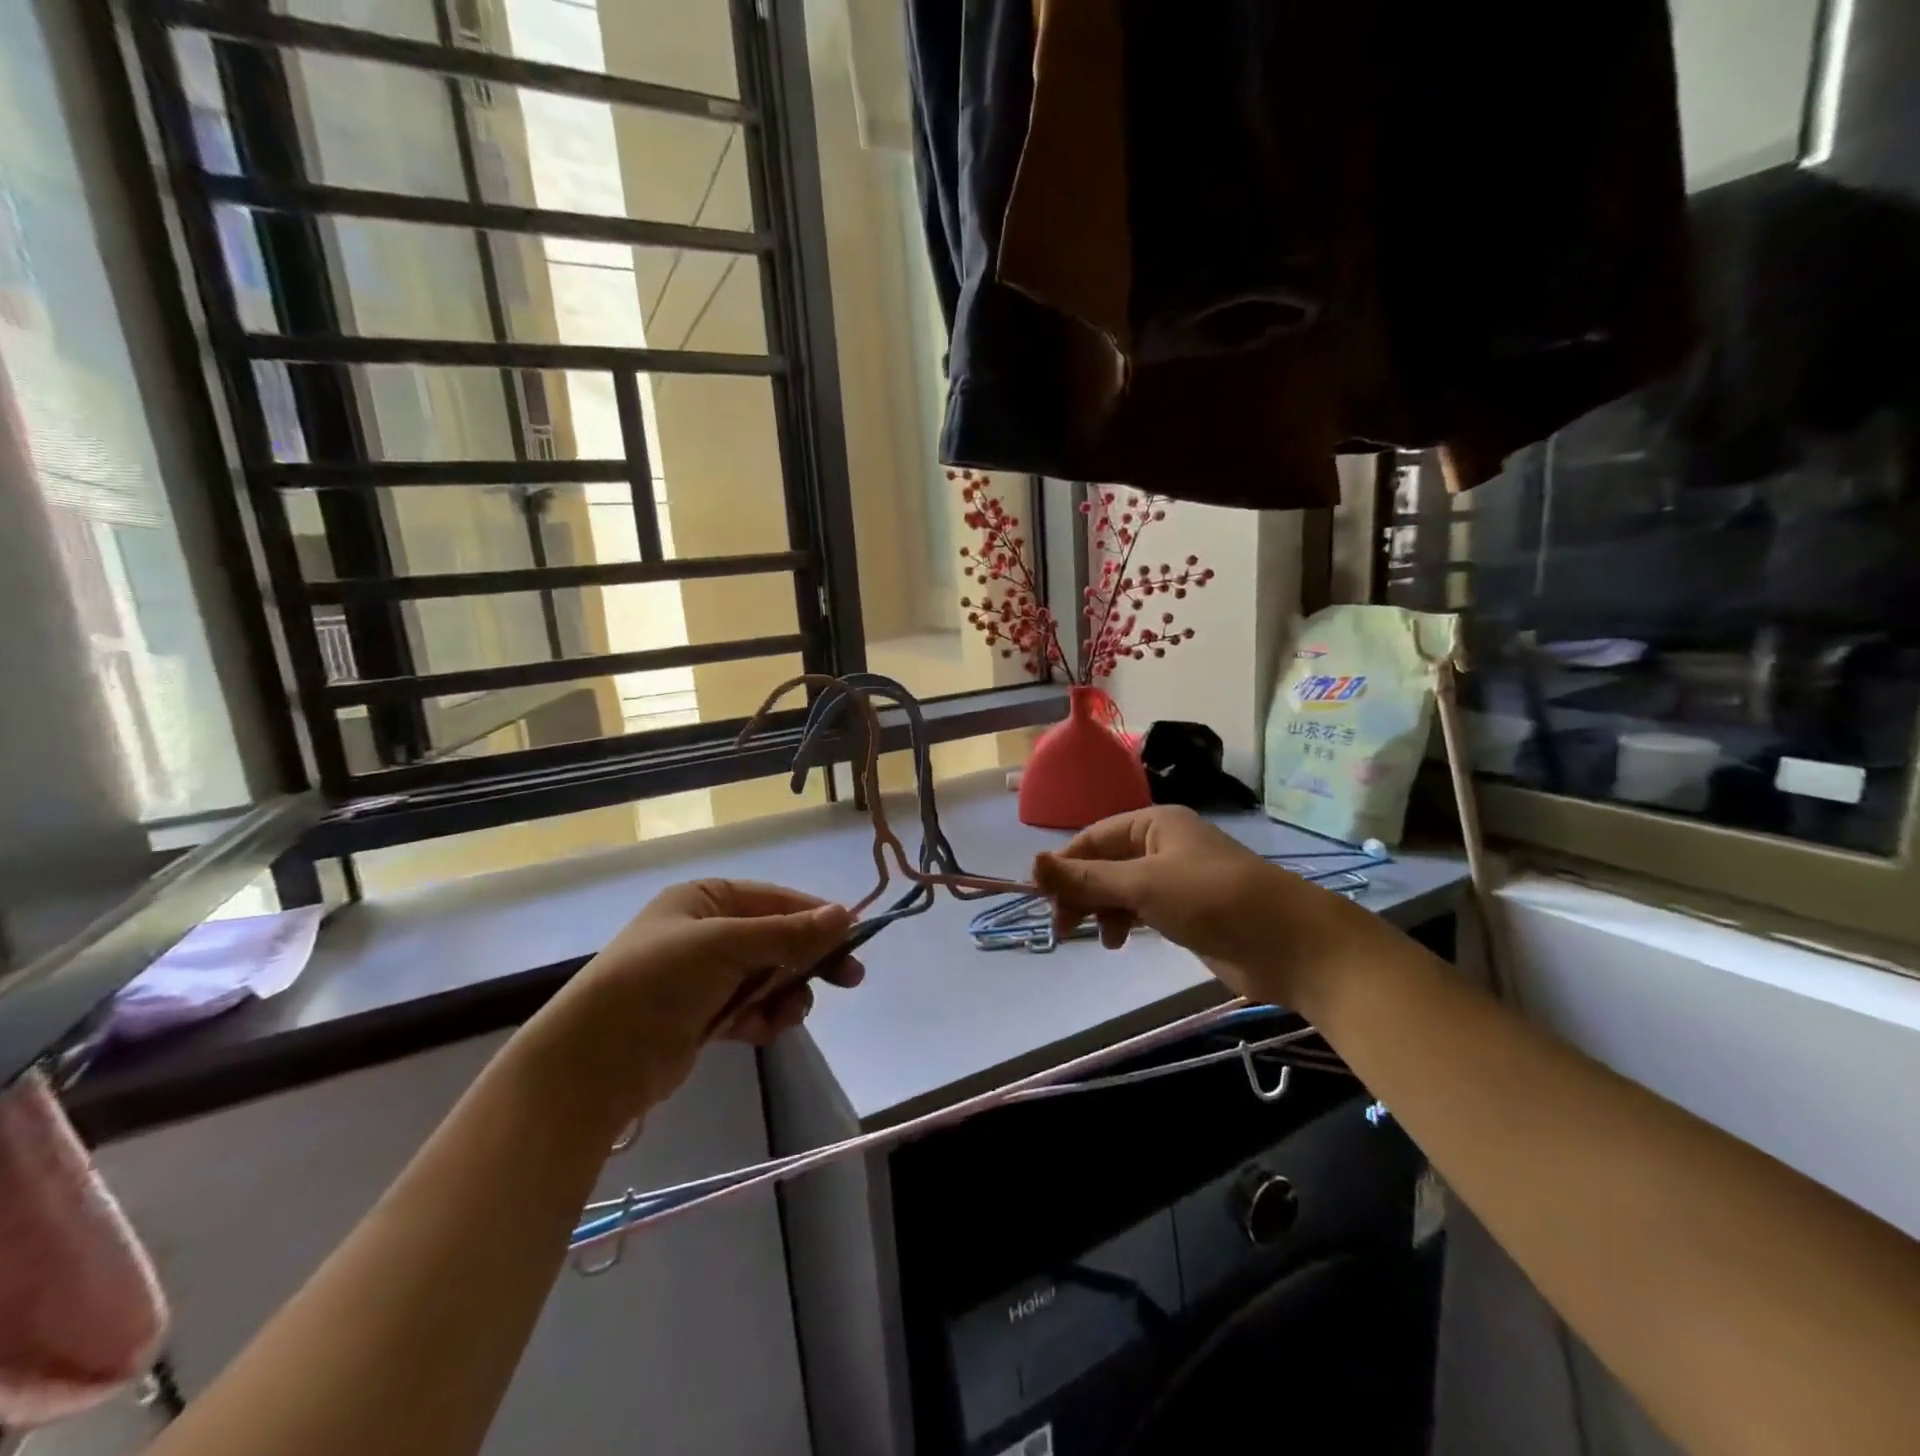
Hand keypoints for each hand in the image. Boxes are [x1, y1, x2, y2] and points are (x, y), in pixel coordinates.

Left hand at [517, 880, 861, 1125]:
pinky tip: (765, 1030)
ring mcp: (704, 976)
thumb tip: (846, 915)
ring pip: (769, 977)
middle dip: (808, 960)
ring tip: (788, 1015)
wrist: (594, 1062)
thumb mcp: (727, 945)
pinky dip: (764, 1018)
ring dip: (786, 994)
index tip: (854, 938)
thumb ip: (788, 933)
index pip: (776, 900)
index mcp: (706, 899)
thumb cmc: (659, 981)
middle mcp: (706, 931)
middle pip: (777, 939)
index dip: (816, 918)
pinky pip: (751, 1009)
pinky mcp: (703, 1017)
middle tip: (851, 979)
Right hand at [1032, 806, 1370, 1007]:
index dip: (1064, 864)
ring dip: (1102, 908)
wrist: (1290, 945)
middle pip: (1105, 862)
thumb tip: (1031, 864)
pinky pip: (1141, 908)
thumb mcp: (1143, 885)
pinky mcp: (1187, 910)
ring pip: (1121, 887)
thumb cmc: (1213, 900)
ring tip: (1100, 939)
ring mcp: (1176, 878)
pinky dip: (1124, 921)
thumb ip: (1086, 878)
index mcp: (1155, 824)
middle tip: (1063, 926)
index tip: (1041, 898)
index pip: (1093, 837)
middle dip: (1081, 890)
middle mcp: (1163, 844)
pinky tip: (1120, 941)